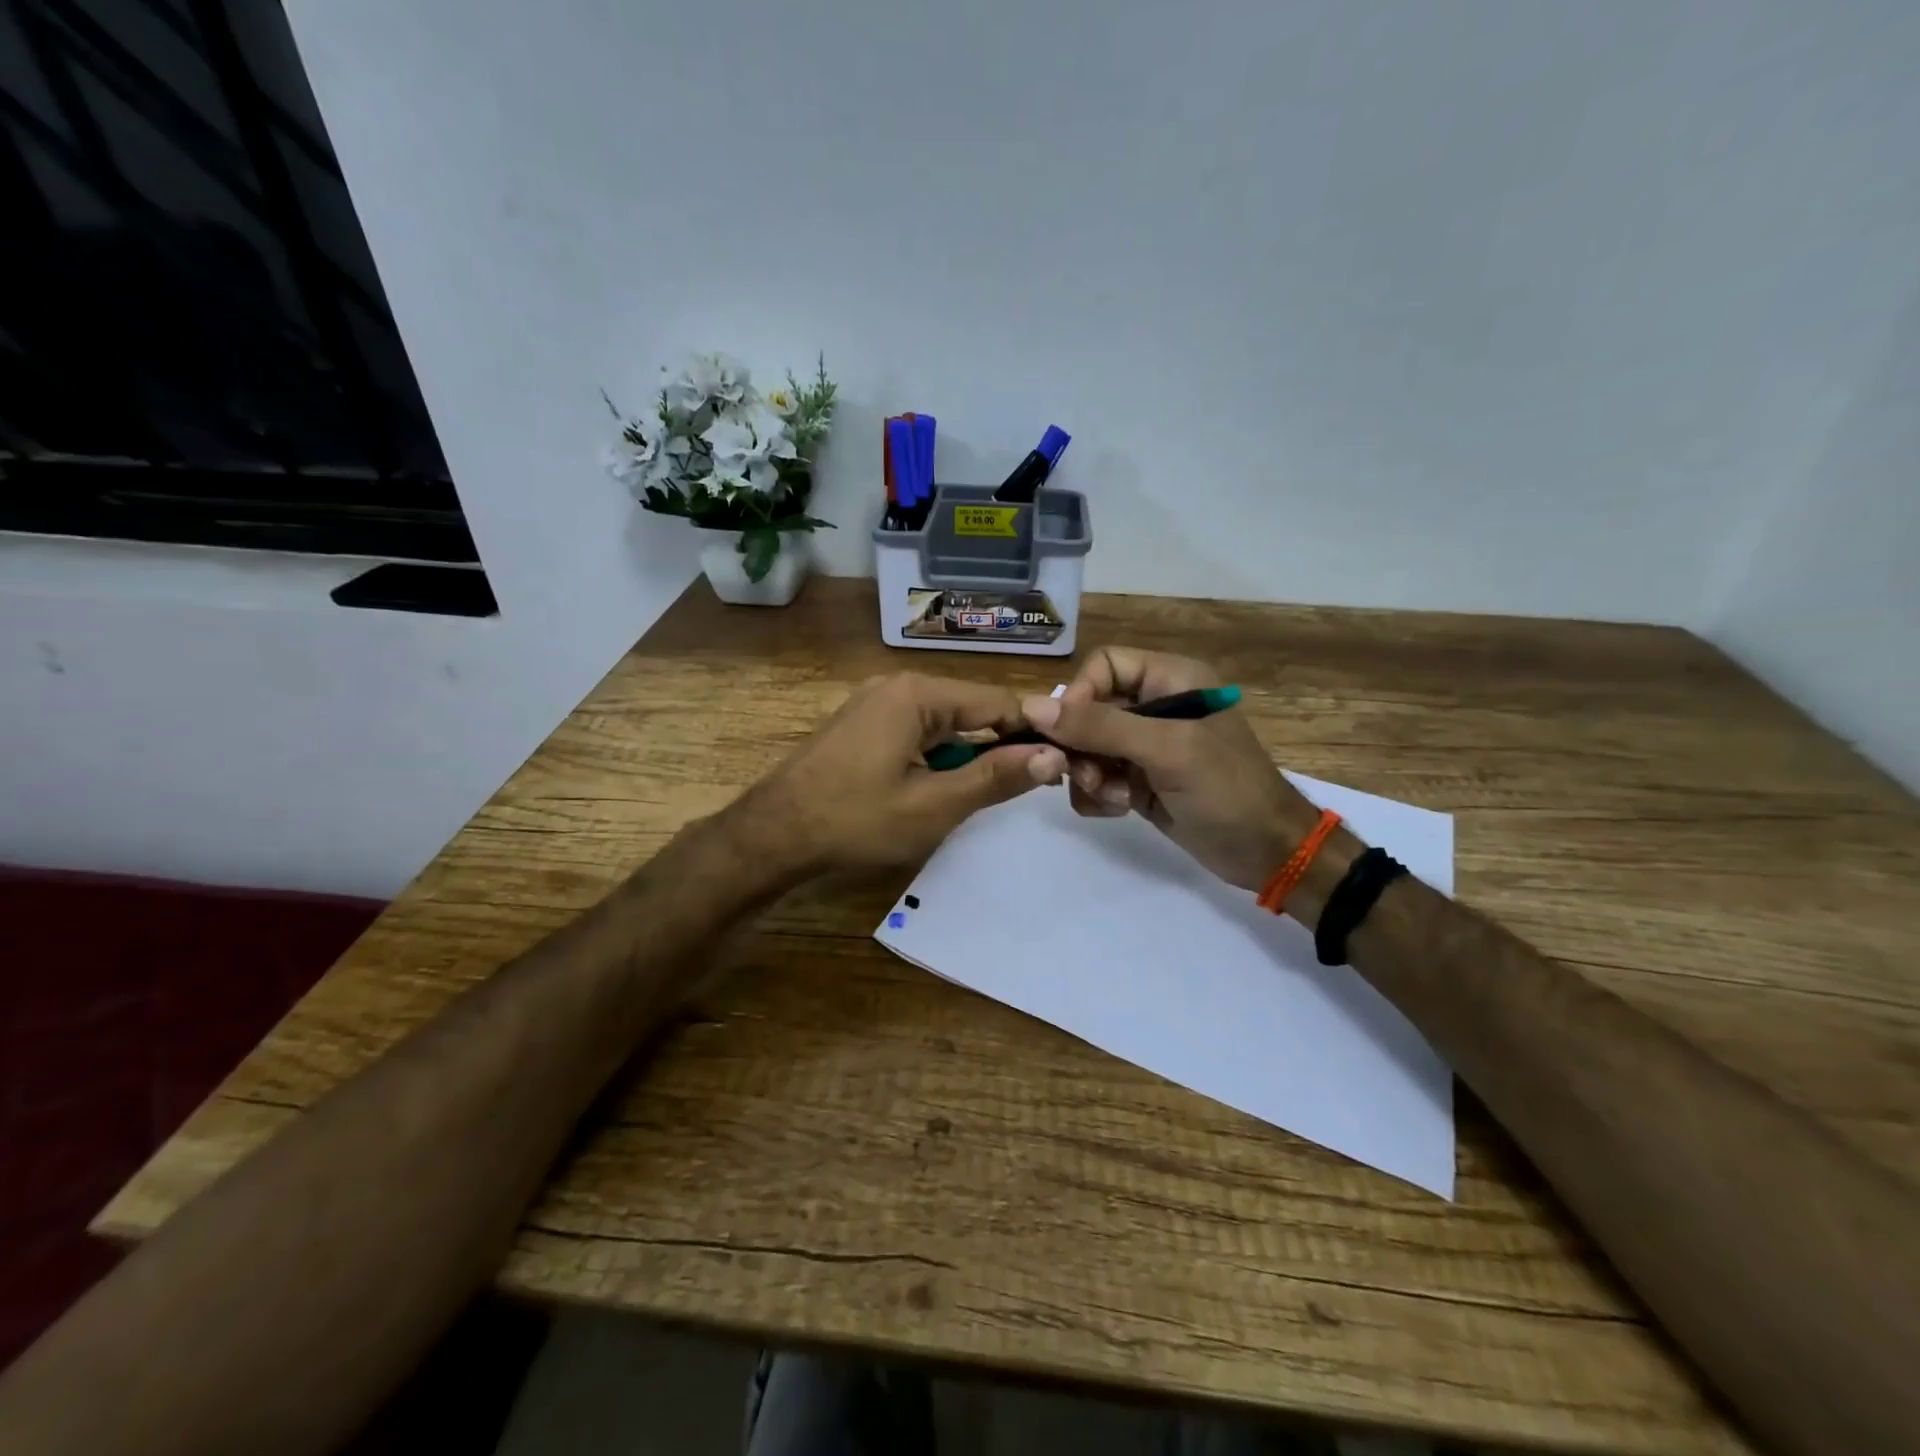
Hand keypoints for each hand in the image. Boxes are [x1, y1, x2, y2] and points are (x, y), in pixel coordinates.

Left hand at [743, 672, 1066, 874]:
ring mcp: (874, 702)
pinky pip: (916, 731)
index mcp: (918, 693)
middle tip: (1019, 789)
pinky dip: (935, 756)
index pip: (998, 701)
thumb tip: (1053, 756)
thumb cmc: (856, 820)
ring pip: (944, 723)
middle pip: (970, 709)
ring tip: (974, 795)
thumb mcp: (934, 805)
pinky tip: (933, 789)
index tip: (1058, 764)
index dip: (1032, 732)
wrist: (773, 835)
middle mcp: (897, 685)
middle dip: (997, 746)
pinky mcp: (861, 723)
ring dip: (965, 756)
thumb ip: (995, 778)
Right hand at [1022, 646, 1318, 891]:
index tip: (1067, 735)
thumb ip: (1100, 726)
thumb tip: (1031, 706)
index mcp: (1170, 678)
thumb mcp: (1167, 750)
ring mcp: (1144, 746)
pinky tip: (1121, 810)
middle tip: (1086, 776)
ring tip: (1114, 798)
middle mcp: (1154, 705)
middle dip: (1081, 746)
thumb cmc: (1227, 790)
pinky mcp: (1138, 780)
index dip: (1078, 695)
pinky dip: (1098, 795)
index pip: (1102, 665)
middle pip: (1087, 709)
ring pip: (1085, 747)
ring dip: (1088, 775)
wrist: (1268, 854)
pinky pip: (1095, 778)